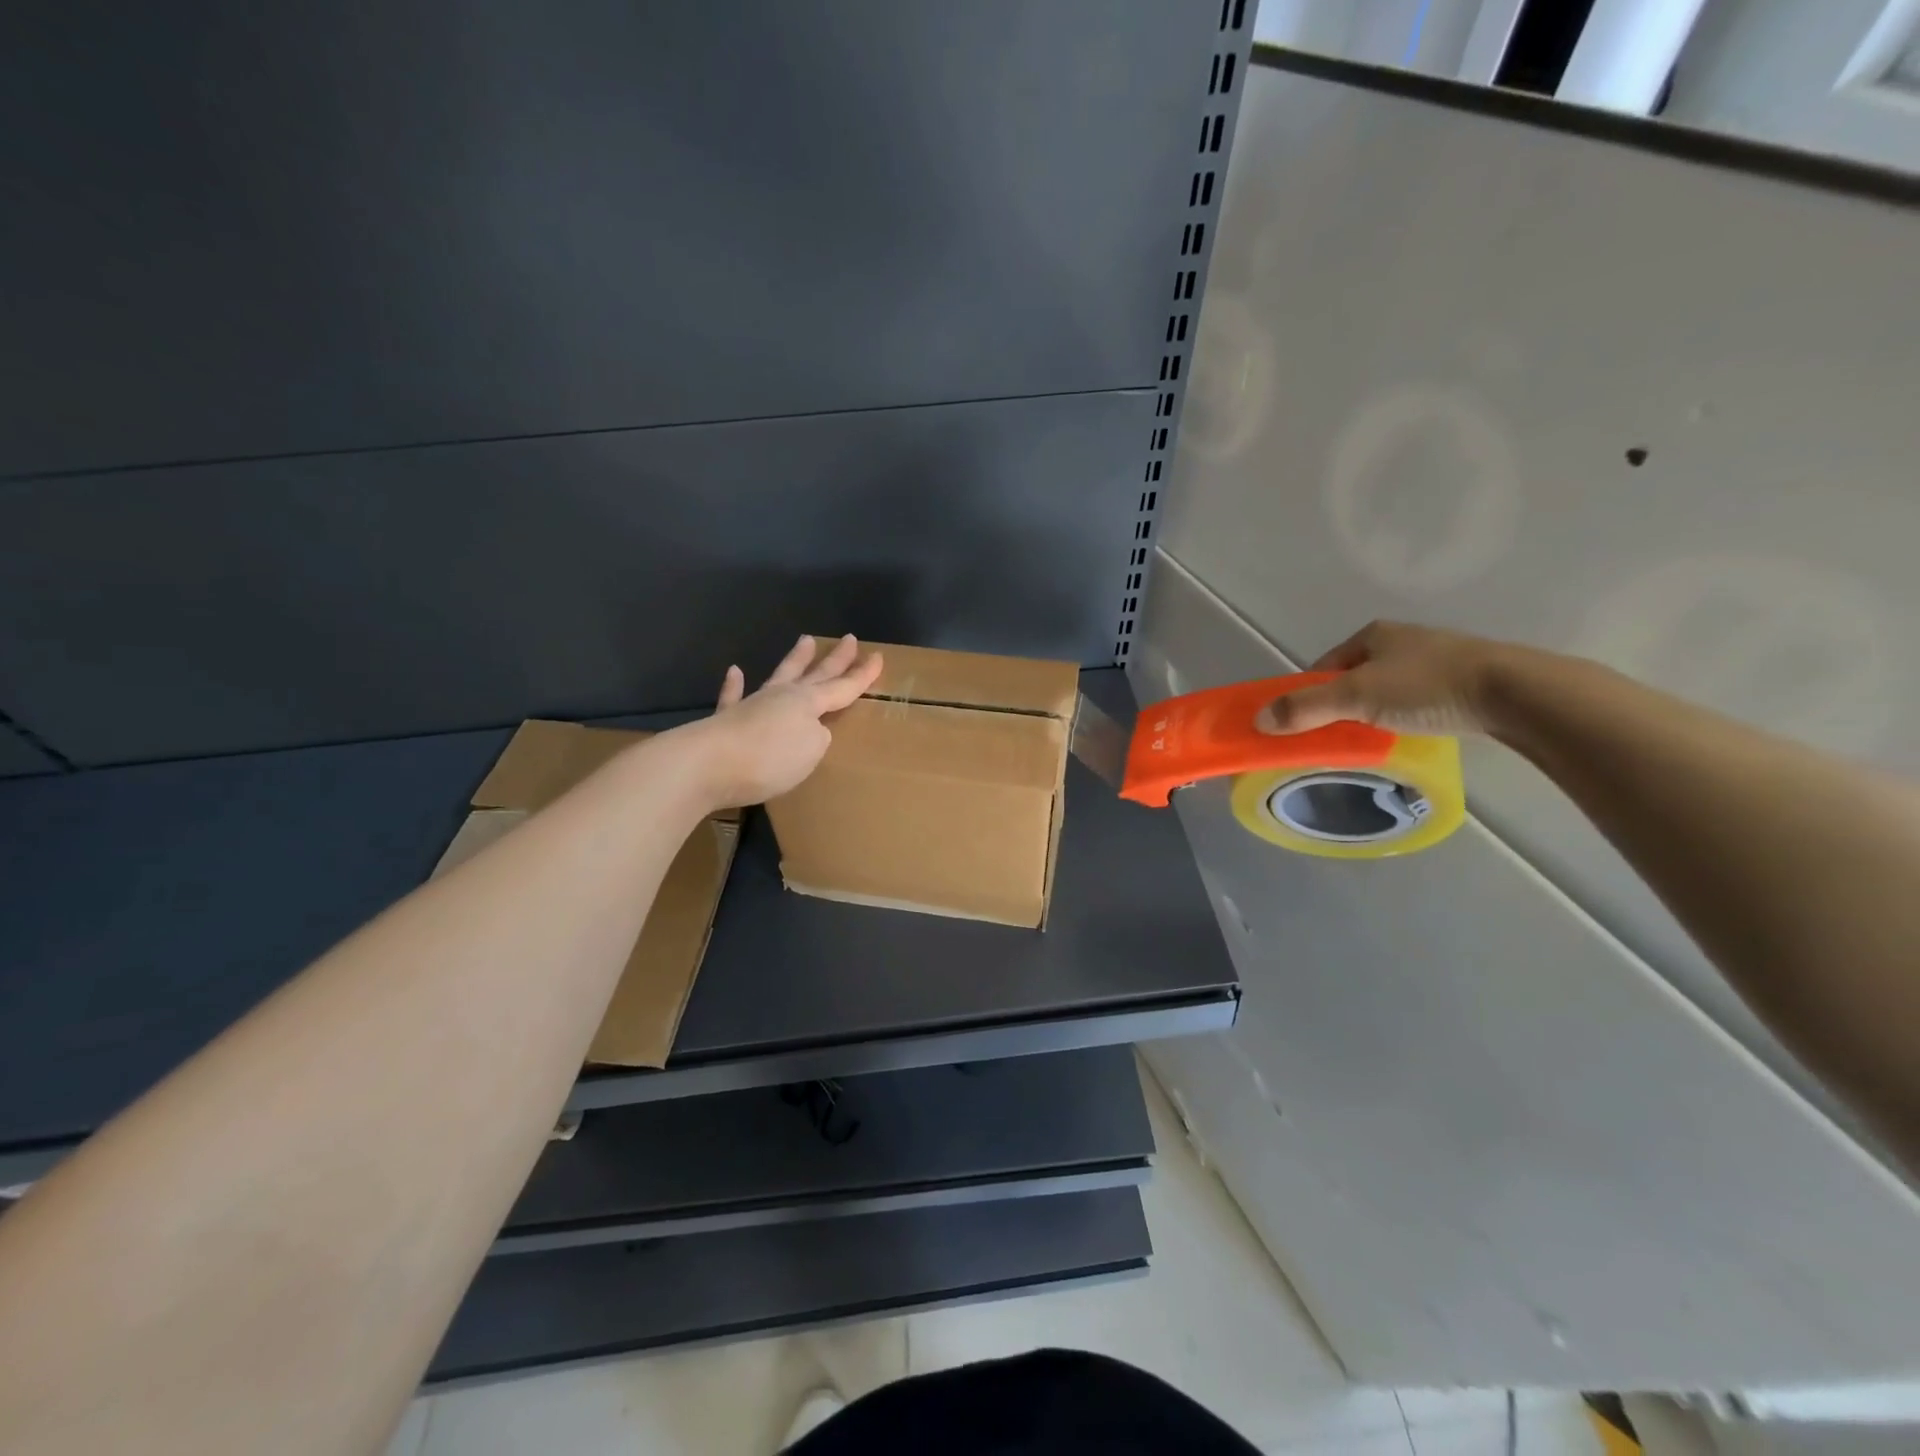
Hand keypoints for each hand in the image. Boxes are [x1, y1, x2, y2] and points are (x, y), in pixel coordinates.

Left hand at [677, 634, 883, 807]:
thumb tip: (810, 730)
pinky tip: (735, 671)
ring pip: (779, 676)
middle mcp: (782, 697)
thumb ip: (817, 738)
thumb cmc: (769, 759)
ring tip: (805, 640)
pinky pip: (733, 697)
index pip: (842, 687)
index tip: (878, 656)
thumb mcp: (810, 751)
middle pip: (815, 674)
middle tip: (848, 639)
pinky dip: (734, 685)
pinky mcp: (725, 721)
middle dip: (835, 659)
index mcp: (808, 703)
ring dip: (794, 660)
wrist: (707, 765)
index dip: (862, 675)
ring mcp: (752, 705)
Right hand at [1256, 620, 1522, 737]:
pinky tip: (1412, 734)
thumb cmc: (1426, 687)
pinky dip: (1407, 716)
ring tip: (1375, 741)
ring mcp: (1436, 658)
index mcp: (1372, 634)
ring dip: (1375, 713)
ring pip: (1387, 689)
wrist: (1515, 693)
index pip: (1323, 667)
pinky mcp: (1465, 680)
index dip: (1309, 695)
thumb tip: (1258, 720)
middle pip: (1354, 678)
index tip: (1305, 725)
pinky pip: (1418, 700)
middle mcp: (1402, 639)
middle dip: (1342, 706)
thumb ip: (1306, 708)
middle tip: (1337, 737)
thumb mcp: (1356, 697)